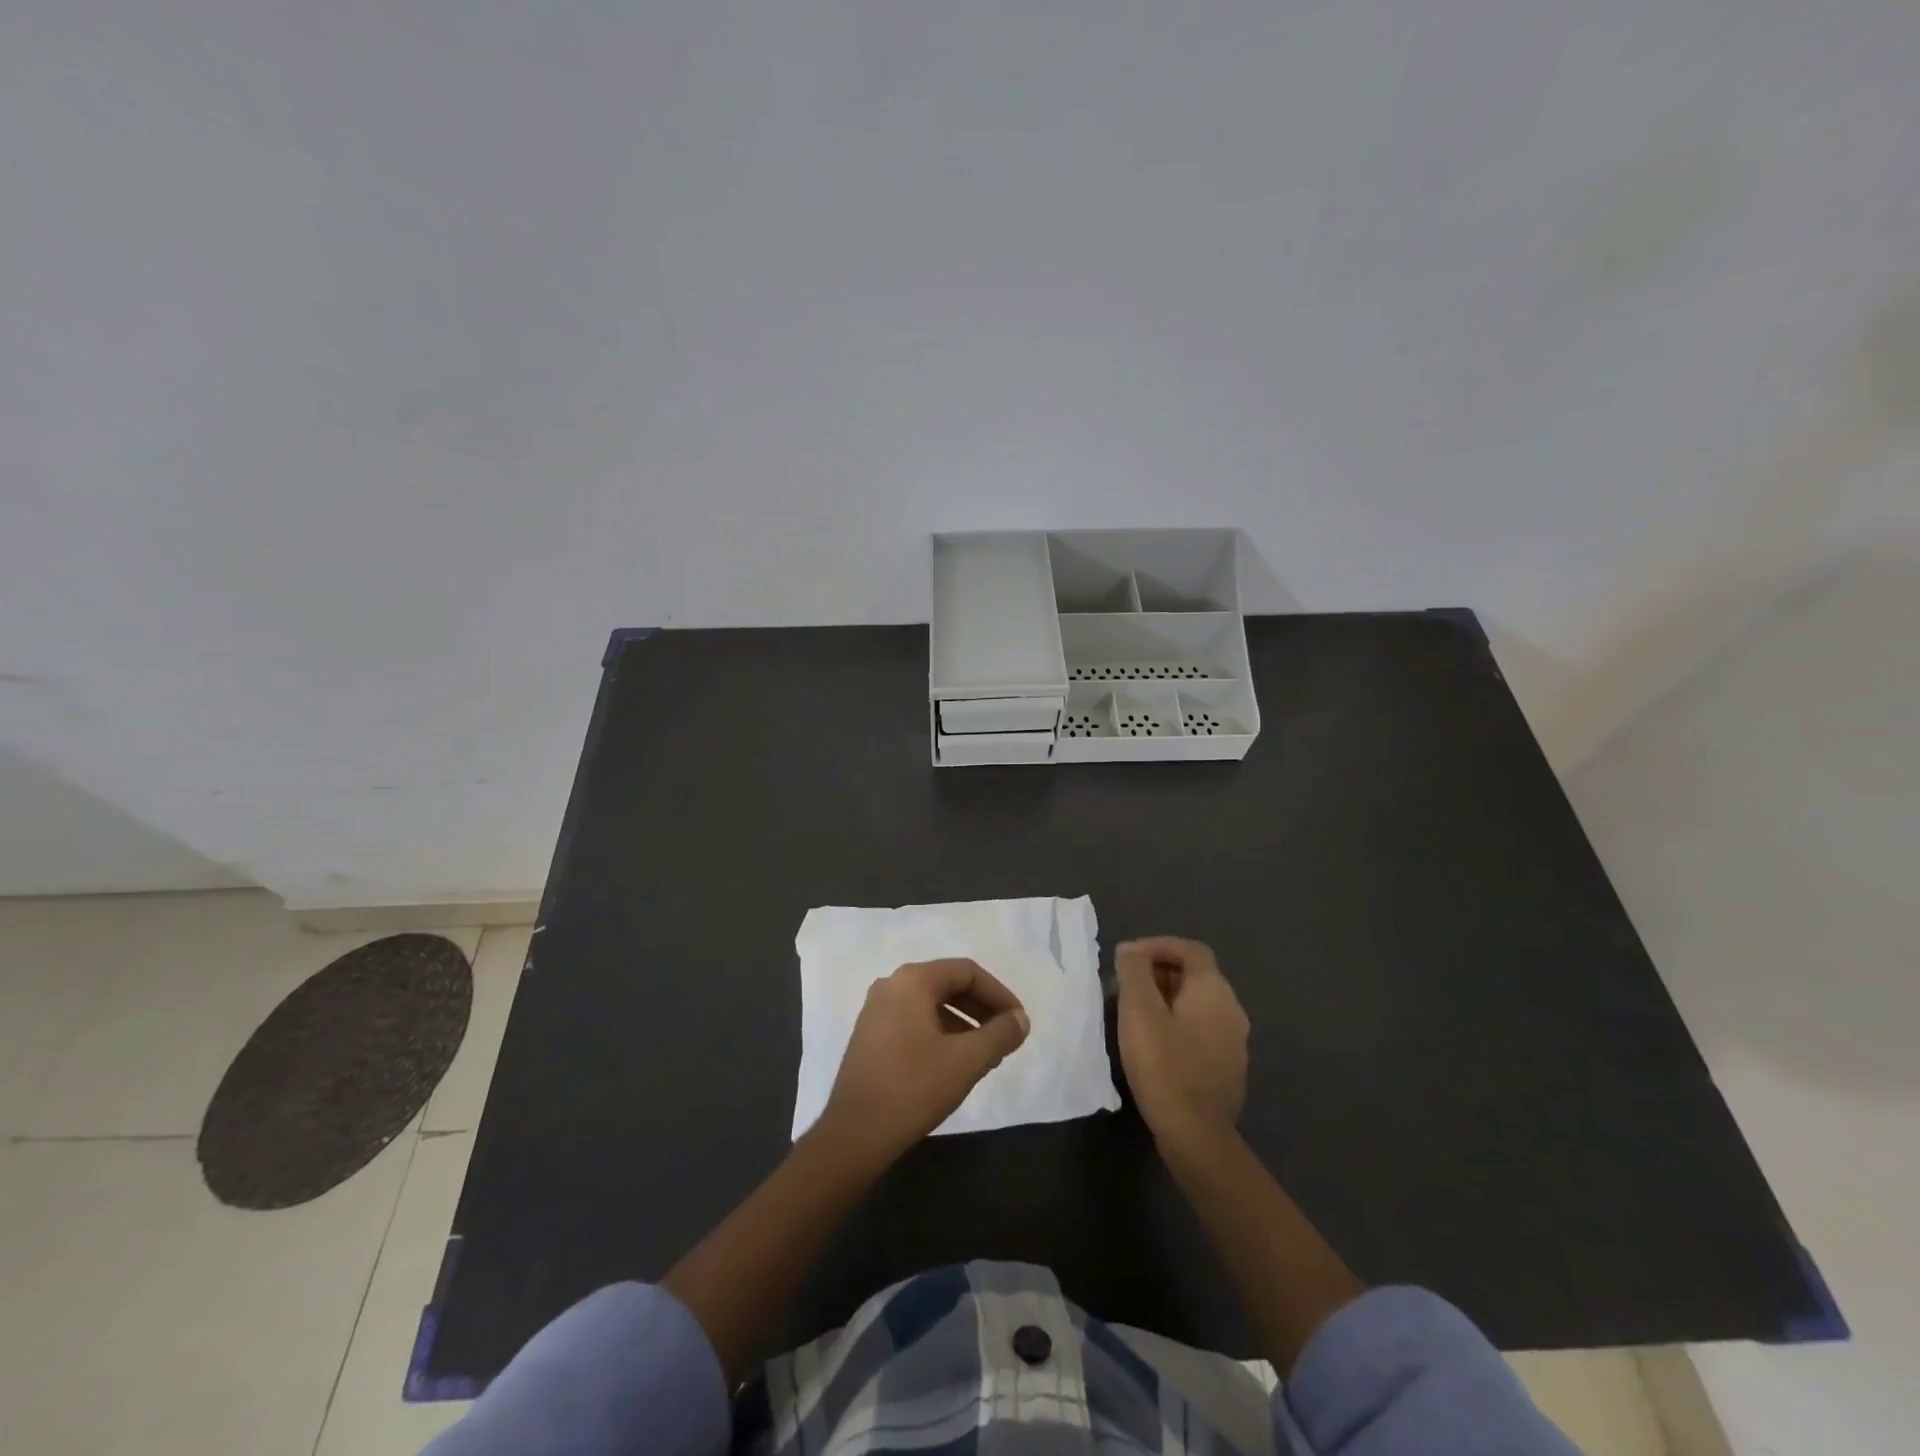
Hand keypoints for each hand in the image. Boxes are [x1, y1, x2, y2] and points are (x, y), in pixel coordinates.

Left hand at [818, 958, 1028, 1166]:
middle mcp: (891, 985)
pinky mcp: (870, 1035)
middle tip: (1006, 1036)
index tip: (1018, 1021)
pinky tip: (955, 1063)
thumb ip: (1000, 1034)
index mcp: (912, 980)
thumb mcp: (967, 1060)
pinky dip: (941, 1033)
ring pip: (931, 1004)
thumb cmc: (913, 1088)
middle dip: (982, 1008)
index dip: (999, 994)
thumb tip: (1021, 1020)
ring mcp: (876, 1010)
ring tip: (986, 1054)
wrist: (854, 1134)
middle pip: (948, 984)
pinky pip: (914, 1021)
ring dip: (964, 1023)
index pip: (967, 972)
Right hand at [1116, 936, 1249, 1146]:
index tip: (1127, 958)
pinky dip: (1177, 1023)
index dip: (1157, 945)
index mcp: (1214, 990)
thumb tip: (1131, 951)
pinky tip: (1155, 1043)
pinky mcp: (1228, 1068)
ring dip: (1167, 998)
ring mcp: (1234, 1041)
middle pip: (1196, 974)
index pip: (1190, 949)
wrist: (1196, 1135)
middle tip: (1126, 984)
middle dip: (1159, 971)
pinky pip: (1201, 1030)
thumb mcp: (1138, 1010)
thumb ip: (1134, 972)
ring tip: (1135, 1012)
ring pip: (1198, 1004)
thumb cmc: (1164, 1064)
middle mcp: (1232, 1009)